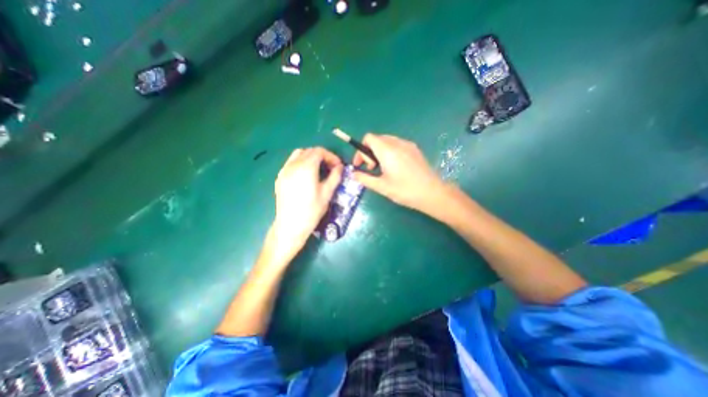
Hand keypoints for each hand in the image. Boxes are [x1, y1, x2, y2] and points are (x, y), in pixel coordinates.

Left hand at [272, 147, 342, 258]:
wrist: (290, 225)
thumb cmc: (311, 210)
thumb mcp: (327, 193)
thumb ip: (335, 176)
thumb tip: (340, 167)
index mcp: (306, 167)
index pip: (319, 152)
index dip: (331, 156)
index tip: (338, 166)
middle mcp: (293, 165)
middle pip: (309, 151)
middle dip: (322, 156)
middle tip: (330, 168)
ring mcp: (284, 170)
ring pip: (298, 154)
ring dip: (310, 157)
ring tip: (318, 169)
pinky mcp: (279, 177)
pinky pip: (290, 163)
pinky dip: (300, 163)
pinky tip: (305, 175)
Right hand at [352, 134, 447, 214]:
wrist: (432, 193)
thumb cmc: (405, 190)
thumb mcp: (381, 186)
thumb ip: (364, 178)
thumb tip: (353, 174)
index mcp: (387, 150)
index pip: (368, 138)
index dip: (360, 150)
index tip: (361, 165)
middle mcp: (397, 143)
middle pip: (377, 139)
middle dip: (369, 152)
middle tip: (372, 168)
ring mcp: (408, 145)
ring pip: (387, 141)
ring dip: (379, 152)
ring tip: (382, 168)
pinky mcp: (415, 149)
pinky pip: (397, 144)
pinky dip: (390, 152)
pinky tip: (394, 167)